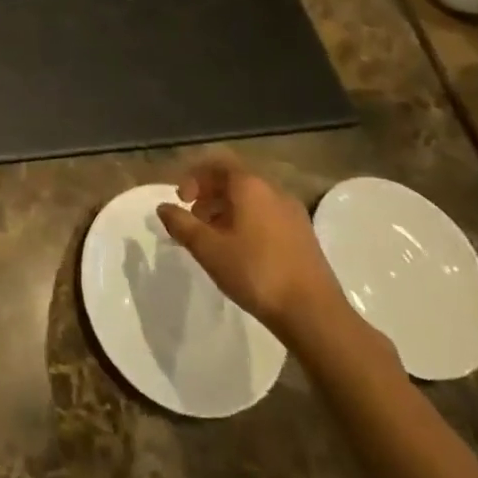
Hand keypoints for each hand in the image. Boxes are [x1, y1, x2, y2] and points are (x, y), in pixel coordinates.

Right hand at [156, 152, 353, 346]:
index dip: (194, 176)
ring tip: (213, 238)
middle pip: (235, 180)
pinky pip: (267, 215)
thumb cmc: (256, 272)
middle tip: (193, 220)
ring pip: (251, 199)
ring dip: (226, 210)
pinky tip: (239, 251)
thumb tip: (163, 207)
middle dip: (208, 195)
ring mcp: (293, 213)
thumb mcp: (208, 249)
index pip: (218, 163)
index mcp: (251, 186)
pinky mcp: (303, 235)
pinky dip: (246, 222)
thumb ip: (182, 224)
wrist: (314, 314)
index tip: (181, 200)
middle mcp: (274, 191)